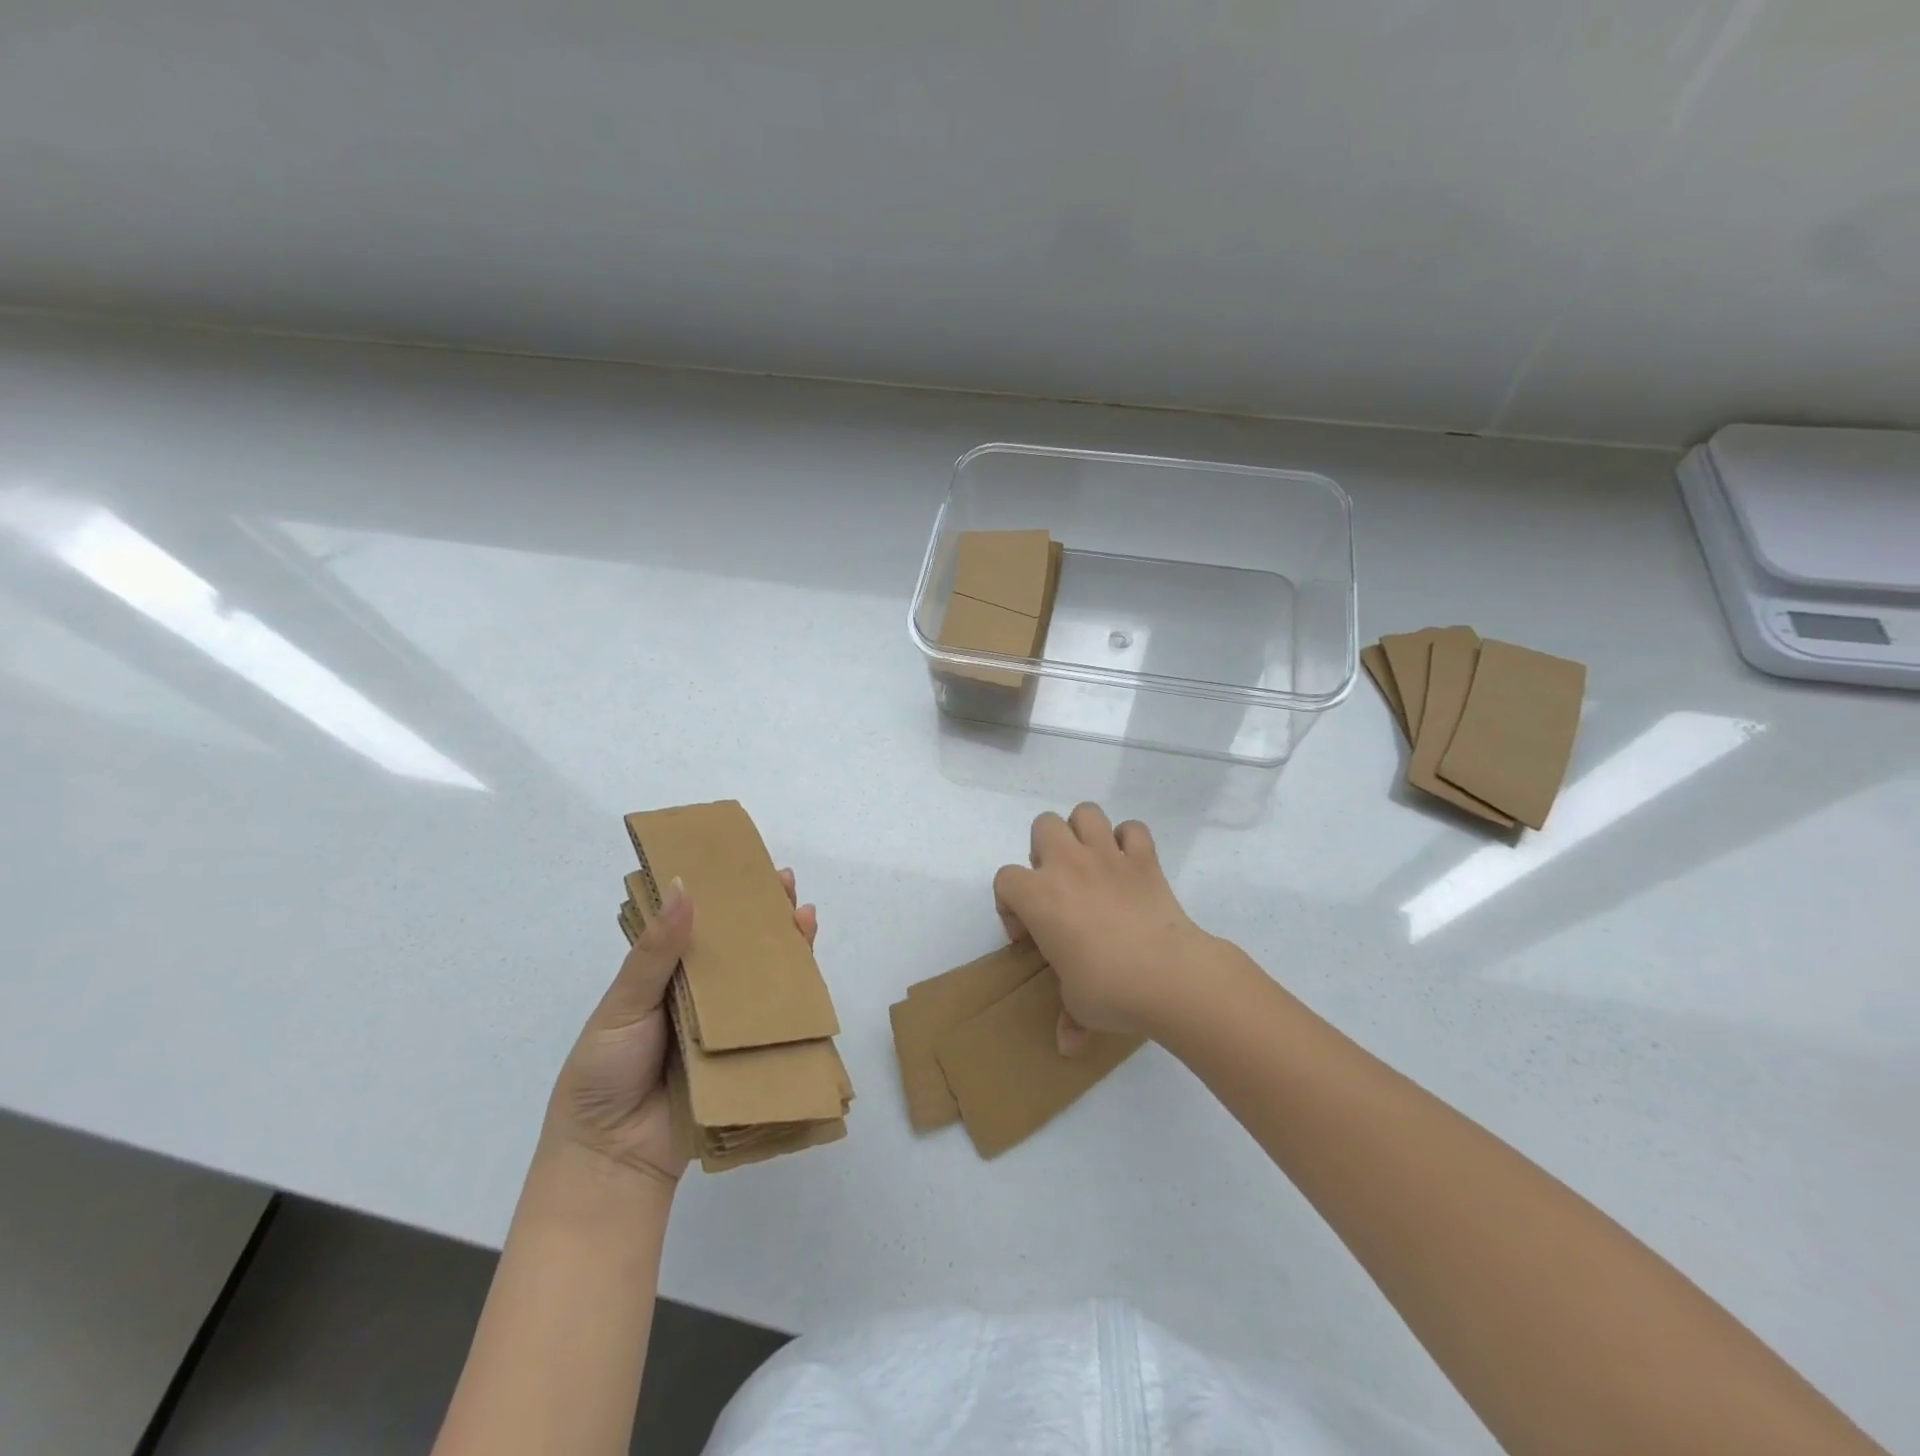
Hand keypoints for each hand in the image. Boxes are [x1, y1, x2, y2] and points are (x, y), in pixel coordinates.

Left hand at [543, 869, 817, 1185]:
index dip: (723, 895)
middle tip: (787, 884)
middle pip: (740, 948)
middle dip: (765, 915)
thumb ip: (655, 952)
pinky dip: (797, 998)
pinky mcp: (747, 1057)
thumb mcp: (623, 1005)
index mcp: (667, 976)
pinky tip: (811, 975)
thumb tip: (683, 887)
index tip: (745, 866)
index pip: (700, 925)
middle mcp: (702, 996)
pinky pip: (775, 1022)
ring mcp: (727, 1027)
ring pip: (763, 979)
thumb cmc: (605, 1072)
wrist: (612, 1158)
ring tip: (805, 917)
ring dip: (787, 949)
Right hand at [993, 803, 1219, 1053]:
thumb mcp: (1078, 1005)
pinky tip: (1130, 865)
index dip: (1010, 905)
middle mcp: (1068, 865)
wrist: (1168, 975)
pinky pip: (1134, 830)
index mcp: (1038, 896)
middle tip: (1059, 887)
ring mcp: (1108, 856)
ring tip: (1091, 864)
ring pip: (1086, 813)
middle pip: (1042, 826)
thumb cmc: (1108, 989)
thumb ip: (1068, 1019)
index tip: (1030, 935)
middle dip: (1044, 850)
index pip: (1005, 880)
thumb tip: (1068, 1047)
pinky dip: (1129, 841)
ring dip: (1083, 832)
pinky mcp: (1144, 859)